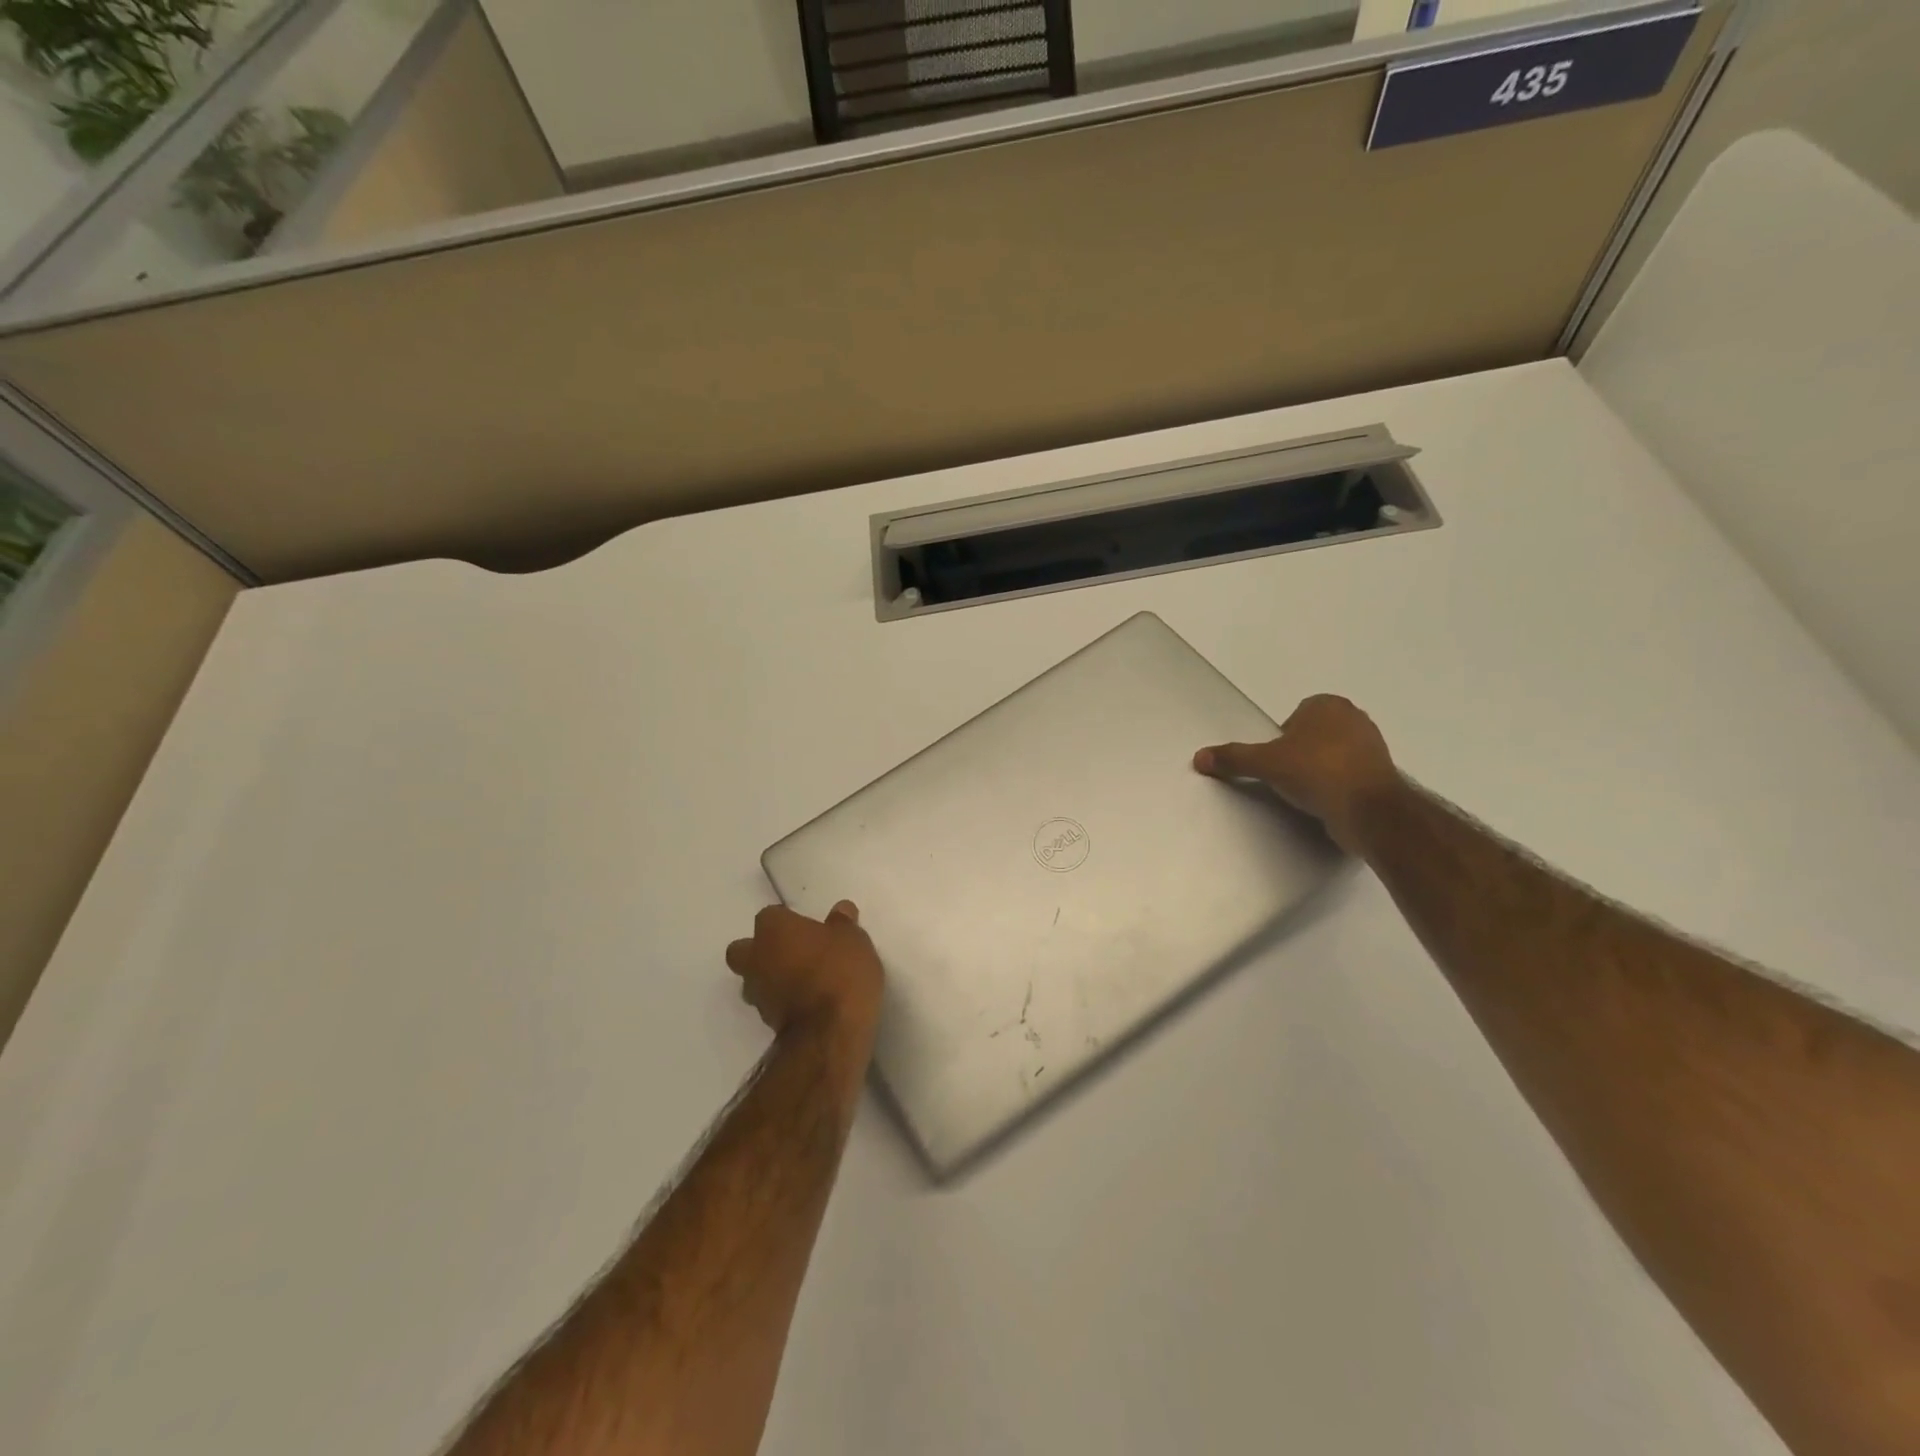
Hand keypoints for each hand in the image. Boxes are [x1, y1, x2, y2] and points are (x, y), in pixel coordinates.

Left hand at [726, 902, 884, 1039]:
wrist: (830, 1033)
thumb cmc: (840, 972)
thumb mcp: (853, 940)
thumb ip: (843, 923)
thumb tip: (840, 910)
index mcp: (773, 930)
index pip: (771, 915)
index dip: (789, 921)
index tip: (809, 929)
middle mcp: (756, 958)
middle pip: (744, 949)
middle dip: (762, 950)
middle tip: (794, 953)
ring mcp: (758, 993)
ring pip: (753, 979)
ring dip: (771, 978)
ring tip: (803, 981)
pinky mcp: (766, 1023)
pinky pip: (770, 1003)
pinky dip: (783, 1002)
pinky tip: (808, 1002)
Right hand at [1193, 694, 1401, 853]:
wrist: (1369, 810)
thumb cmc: (1317, 772)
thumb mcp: (1265, 763)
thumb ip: (1233, 758)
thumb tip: (1199, 757)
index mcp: (1328, 705)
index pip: (1294, 717)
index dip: (1280, 739)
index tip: (1275, 761)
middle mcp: (1354, 718)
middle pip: (1312, 735)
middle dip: (1299, 753)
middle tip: (1286, 777)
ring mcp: (1372, 746)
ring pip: (1331, 755)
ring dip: (1317, 771)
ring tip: (1304, 793)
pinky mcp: (1381, 775)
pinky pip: (1348, 776)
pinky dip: (1335, 786)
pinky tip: (1325, 803)